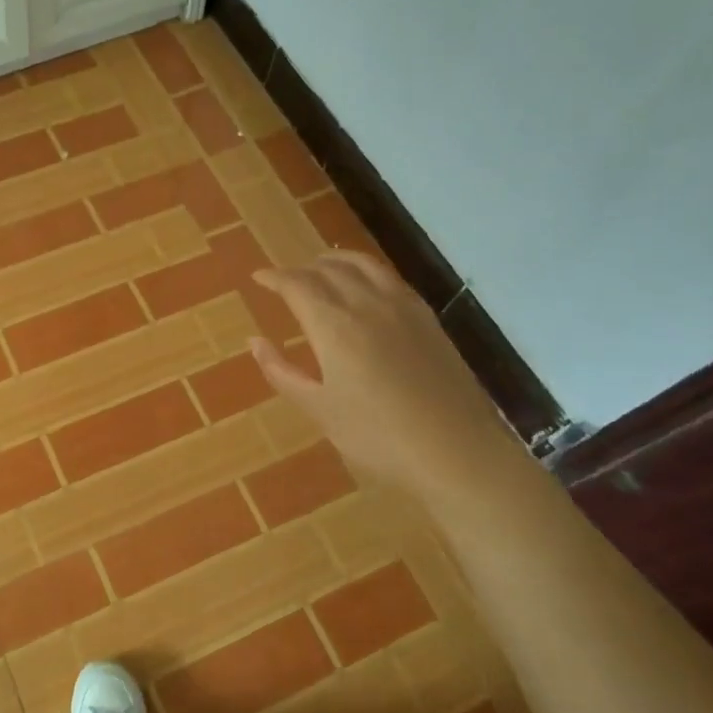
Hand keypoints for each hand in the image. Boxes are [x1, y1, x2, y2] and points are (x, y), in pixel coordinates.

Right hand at [249, 252, 526, 502]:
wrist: (457, 452)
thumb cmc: (378, 436)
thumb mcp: (320, 410)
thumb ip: (282, 372)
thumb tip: (255, 342)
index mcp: (334, 326)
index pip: (297, 285)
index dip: (275, 277)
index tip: (259, 277)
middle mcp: (367, 304)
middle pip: (329, 269)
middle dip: (302, 269)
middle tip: (286, 279)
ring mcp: (403, 307)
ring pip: (364, 265)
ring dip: (336, 261)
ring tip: (322, 267)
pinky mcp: (428, 318)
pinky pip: (390, 277)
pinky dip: (367, 270)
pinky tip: (366, 285)